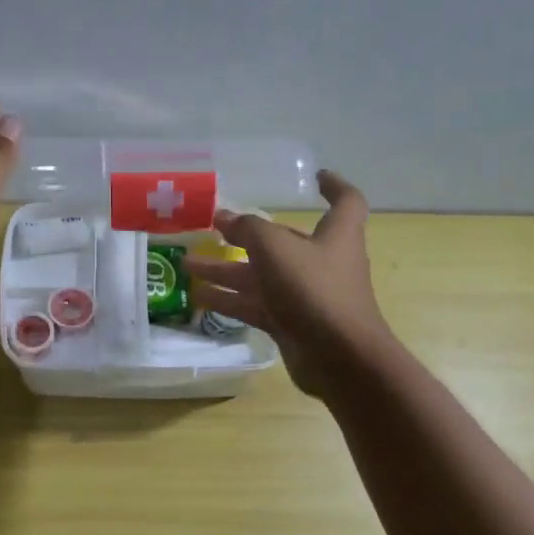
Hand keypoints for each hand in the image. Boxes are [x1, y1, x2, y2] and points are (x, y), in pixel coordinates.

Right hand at [185, 170, 394, 395]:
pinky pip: (256, 305)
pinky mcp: (291, 324)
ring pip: (261, 277)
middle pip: (283, 242)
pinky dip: (230, 300)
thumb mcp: (276, 248)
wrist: (339, 357)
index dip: (333, 186)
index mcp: (336, 234)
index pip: (345, 201)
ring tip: (188, 264)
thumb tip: (225, 217)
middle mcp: (323, 261)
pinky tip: (199, 296)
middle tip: (212, 229)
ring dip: (226, 269)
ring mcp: (306, 295)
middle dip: (246, 235)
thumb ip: (248, 228)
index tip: (314, 177)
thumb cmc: (314, 289)